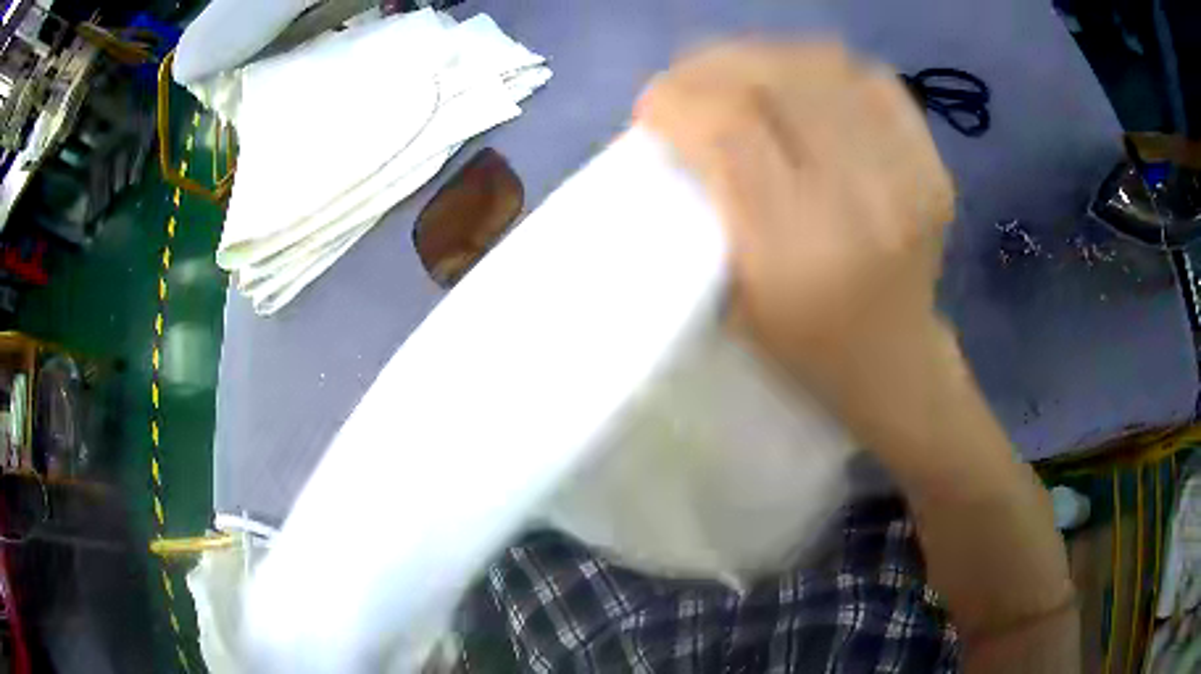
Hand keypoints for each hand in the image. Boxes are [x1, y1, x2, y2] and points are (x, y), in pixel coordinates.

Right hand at [636, 42, 955, 405]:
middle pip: (775, 84)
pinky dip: (824, 68)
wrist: (897, 362)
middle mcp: (860, 204)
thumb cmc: (806, 347)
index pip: (730, 131)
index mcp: (798, 253)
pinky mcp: (933, 164)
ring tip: (738, 75)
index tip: (651, 106)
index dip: (678, 100)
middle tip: (688, 81)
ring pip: (822, 68)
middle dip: (711, 67)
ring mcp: (909, 178)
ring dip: (763, 58)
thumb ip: (706, 203)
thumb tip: (680, 123)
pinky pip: (872, 80)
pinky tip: (801, 84)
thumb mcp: (733, 298)